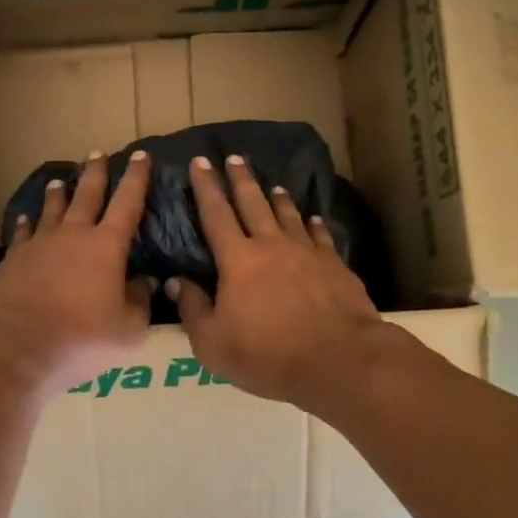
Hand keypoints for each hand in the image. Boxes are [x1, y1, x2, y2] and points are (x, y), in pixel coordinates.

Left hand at [0, 150, 153, 398]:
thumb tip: (145, 281)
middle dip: (95, 173)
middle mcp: (73, 235)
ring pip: (52, 209)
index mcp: (106, 246)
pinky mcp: (13, 260)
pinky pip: (22, 233)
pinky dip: (26, 223)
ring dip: (58, 193)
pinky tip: (25, 218)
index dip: (137, 178)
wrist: (15, 348)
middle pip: (87, 195)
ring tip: (60, 180)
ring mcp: (39, 245)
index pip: (127, 203)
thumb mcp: (128, 330)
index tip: (141, 156)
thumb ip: (140, 301)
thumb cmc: (81, 340)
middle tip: (98, 153)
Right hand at [168, 154, 396, 411]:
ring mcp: (307, 252)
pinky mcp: (335, 265)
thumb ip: (193, 309)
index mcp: (237, 260)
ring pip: (288, 215)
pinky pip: (321, 236)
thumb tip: (177, 281)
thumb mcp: (213, 344)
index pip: (216, 214)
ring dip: (278, 198)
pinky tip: (313, 219)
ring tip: (273, 186)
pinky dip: (314, 224)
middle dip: (241, 179)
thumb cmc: (268, 355)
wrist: (339, 359)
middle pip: (253, 203)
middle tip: (235, 158)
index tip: (200, 162)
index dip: (206, 187)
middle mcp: (271, 245)